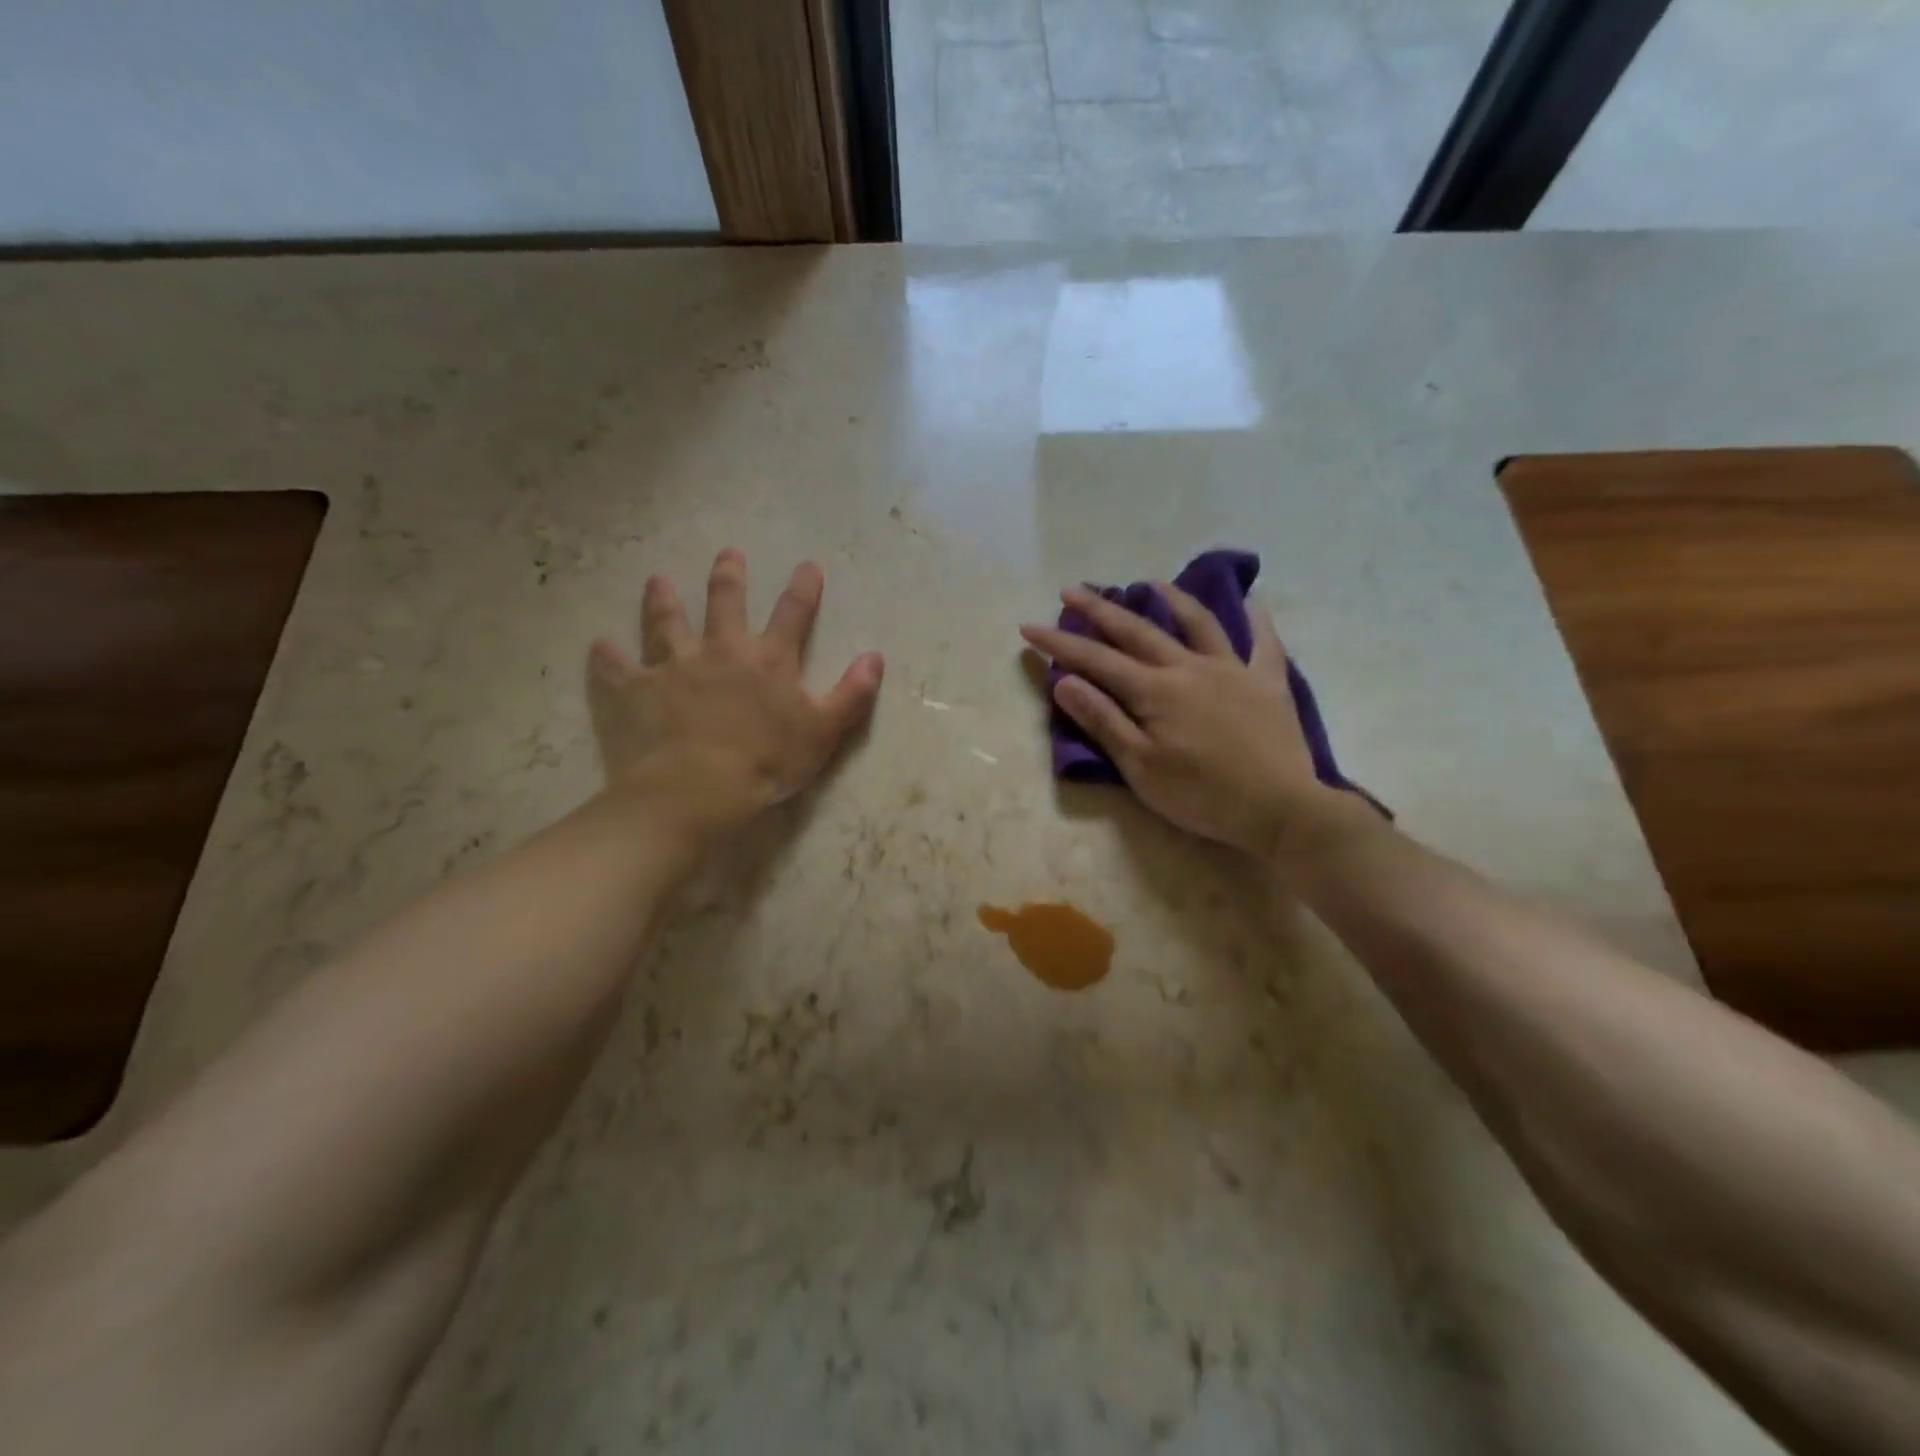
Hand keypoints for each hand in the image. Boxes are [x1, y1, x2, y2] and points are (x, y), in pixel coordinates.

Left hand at [587, 549, 883, 841]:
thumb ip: (852, 693)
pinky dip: (607, 657)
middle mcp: (720, 650)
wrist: (698, 788)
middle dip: (729, 577)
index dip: (803, 589)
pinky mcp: (635, 690)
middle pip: (725, 603)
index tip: (808, 566)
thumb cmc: (767, 761)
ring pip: (666, 623)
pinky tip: (600, 646)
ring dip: (663, 600)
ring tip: (658, 581)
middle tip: (728, 554)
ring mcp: (673, 667)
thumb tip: (875, 657)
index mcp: (768, 660)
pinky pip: (617, 668)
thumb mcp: (824, 731)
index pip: (792, 614)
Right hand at [1021, 584, 1369, 860]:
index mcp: (1155, 691)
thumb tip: (1066, 682)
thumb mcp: (1140, 767)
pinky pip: (1264, 643)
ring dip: (1171, 600)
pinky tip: (1251, 603)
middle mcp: (1189, 668)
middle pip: (1137, 631)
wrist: (1279, 809)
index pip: (1095, 660)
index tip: (1029, 627)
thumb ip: (1104, 720)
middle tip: (1072, 590)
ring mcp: (1232, 670)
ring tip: (1150, 583)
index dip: (1059, 643)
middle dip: (1100, 609)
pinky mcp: (1267, 683)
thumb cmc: (1201, 795)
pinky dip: (1257, 621)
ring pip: (1198, 624)